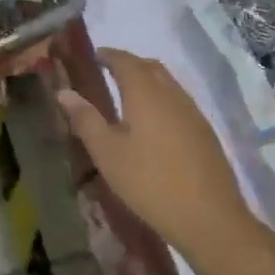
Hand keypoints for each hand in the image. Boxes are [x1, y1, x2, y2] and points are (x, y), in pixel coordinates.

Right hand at [58, 49, 250, 258]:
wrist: (210, 219)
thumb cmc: (150, 182)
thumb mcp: (107, 153)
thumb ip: (85, 119)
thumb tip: (64, 91)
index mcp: (145, 92)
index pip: (124, 60)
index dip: (107, 55)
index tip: (93, 57)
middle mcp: (171, 94)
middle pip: (149, 66)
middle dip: (128, 64)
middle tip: (108, 73)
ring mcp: (193, 112)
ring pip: (167, 83)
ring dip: (147, 81)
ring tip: (128, 98)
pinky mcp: (205, 132)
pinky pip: (179, 102)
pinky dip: (162, 100)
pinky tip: (154, 125)